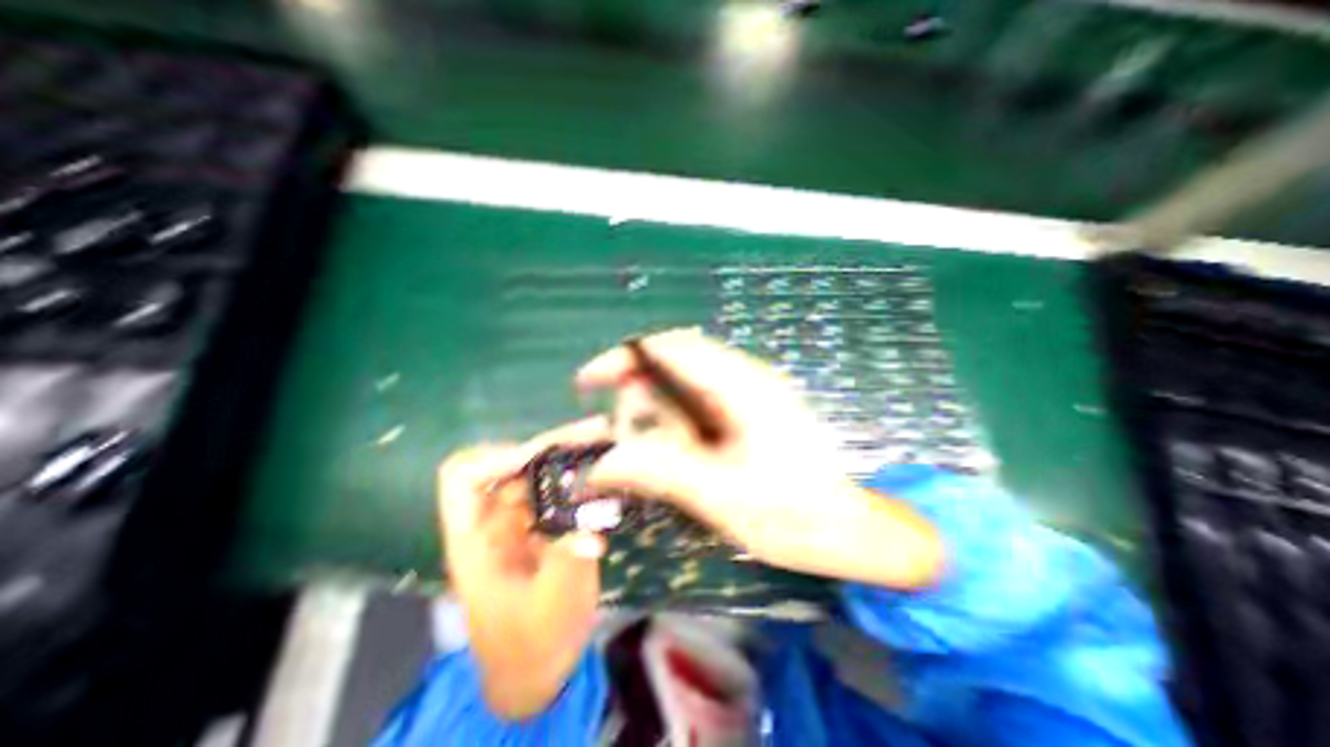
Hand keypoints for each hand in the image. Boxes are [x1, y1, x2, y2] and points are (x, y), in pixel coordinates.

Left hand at [441, 420, 607, 716]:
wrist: (540, 665)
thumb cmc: (532, 644)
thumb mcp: (549, 609)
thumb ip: (567, 565)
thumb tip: (591, 531)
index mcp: (475, 538)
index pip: (463, 478)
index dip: (496, 458)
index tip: (540, 456)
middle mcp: (497, 519)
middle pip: (513, 463)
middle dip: (553, 443)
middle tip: (595, 429)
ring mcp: (525, 519)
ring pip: (542, 470)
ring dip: (572, 452)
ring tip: (606, 439)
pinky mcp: (549, 523)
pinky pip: (563, 488)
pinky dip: (584, 474)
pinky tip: (610, 469)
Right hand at [578, 328, 938, 589]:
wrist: (848, 529)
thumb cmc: (794, 513)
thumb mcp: (721, 495)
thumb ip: (660, 471)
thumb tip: (600, 462)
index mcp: (741, 386)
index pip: (670, 348)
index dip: (622, 358)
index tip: (588, 382)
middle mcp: (743, 378)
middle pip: (673, 364)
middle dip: (636, 393)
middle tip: (617, 432)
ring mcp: (747, 395)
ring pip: (682, 387)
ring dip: (654, 413)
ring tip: (640, 451)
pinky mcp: (747, 413)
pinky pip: (697, 406)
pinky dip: (672, 424)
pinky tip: (669, 453)